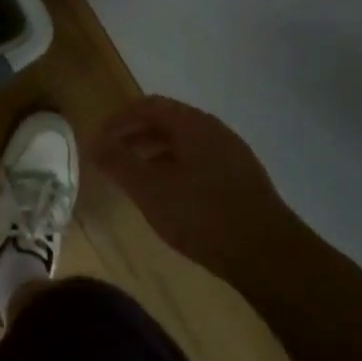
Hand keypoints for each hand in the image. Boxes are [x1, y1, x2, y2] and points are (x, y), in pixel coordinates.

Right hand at [90, 95, 295, 280]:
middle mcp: (214, 131)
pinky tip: (167, 195)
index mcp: (192, 125)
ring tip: (133, 178)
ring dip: (153, 153)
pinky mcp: (241, 179)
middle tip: (110, 158)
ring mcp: (232, 155)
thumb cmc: (201, 214)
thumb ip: (118, 162)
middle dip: (134, 136)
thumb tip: (94, 143)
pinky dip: (173, 168)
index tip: (97, 141)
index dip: (117, 120)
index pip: (147, 106)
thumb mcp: (149, 188)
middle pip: (166, 121)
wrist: (267, 254)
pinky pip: (199, 161)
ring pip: (183, 143)